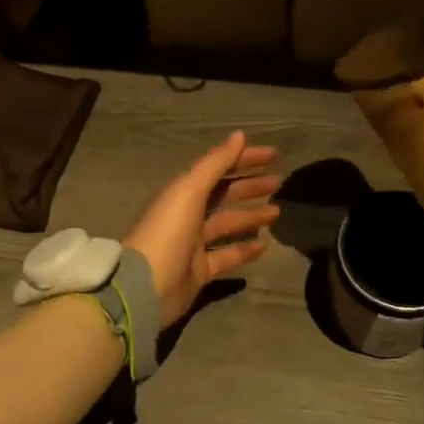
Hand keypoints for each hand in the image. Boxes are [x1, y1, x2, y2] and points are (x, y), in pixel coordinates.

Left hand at [124, 131, 280, 329]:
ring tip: (277, 212)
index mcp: (183, 192)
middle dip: (250, 186)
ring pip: (227, 224)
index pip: (218, 168)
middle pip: (224, 194)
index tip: (273, 155)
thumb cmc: (168, 232)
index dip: (244, 159)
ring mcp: (194, 243)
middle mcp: (188, 214)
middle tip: (278, 182)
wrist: (145, 287)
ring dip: (251, 216)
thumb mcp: (190, 191)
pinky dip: (244, 250)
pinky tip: (265, 246)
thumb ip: (215, 163)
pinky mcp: (200, 270)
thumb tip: (239, 135)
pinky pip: (227, 256)